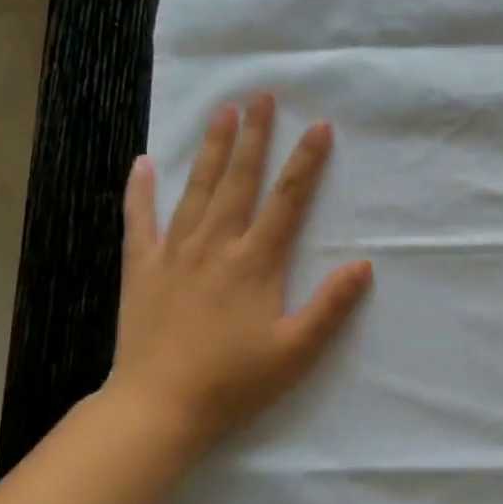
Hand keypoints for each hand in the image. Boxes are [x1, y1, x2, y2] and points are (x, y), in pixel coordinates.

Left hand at [103, 93, 372, 459]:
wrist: (159, 407)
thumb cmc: (234, 381)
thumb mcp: (296, 351)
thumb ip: (331, 306)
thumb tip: (363, 264)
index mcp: (255, 262)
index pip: (288, 201)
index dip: (306, 162)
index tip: (319, 126)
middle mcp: (216, 246)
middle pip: (239, 180)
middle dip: (254, 136)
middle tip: (261, 96)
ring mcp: (174, 254)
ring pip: (196, 190)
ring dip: (210, 149)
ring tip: (220, 112)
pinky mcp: (141, 270)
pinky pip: (139, 221)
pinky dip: (140, 191)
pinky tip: (142, 163)